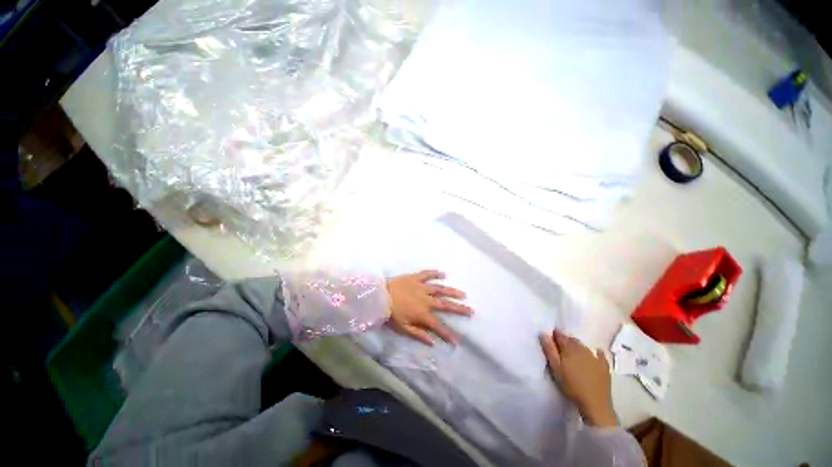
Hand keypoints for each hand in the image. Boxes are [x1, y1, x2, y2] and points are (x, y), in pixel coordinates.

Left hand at [387, 270, 472, 345]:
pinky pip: (427, 274)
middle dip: (459, 309)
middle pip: (445, 305)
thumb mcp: (403, 328)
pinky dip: (435, 273)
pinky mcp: (415, 278)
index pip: (438, 326)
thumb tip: (432, 342)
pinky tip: (444, 273)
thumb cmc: (390, 313)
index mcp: (422, 313)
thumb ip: (418, 334)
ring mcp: (422, 287)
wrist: (379, 296)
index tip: (457, 340)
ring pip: (440, 289)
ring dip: (451, 291)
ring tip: (462, 294)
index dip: (448, 334)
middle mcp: (426, 300)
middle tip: (471, 310)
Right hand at [539, 330, 616, 427]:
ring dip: (577, 346)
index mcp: (569, 348)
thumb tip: (543, 333)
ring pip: (583, 346)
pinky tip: (595, 353)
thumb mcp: (555, 368)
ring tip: (572, 353)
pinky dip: (595, 352)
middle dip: (565, 341)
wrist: (595, 403)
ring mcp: (595, 357)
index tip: (550, 338)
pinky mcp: (604, 366)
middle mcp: (582, 349)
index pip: (560, 336)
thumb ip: (549, 350)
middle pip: (572, 340)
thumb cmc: (571, 385)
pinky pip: (599, 354)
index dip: (554, 335)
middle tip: (560, 347)